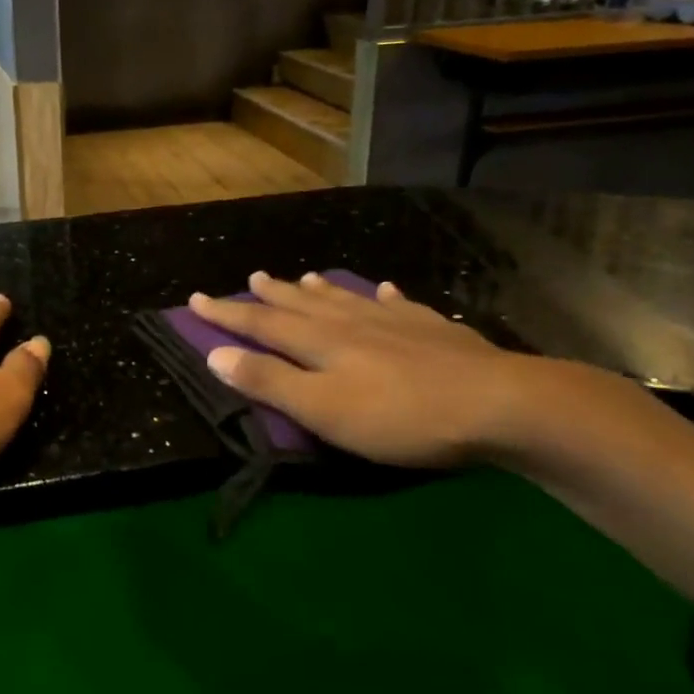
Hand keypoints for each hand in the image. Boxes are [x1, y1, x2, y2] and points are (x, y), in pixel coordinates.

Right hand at [188, 271, 522, 468]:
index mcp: (320, 342)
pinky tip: (386, 291)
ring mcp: (395, 321)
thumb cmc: (400, 415)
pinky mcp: (434, 329)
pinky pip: (400, 305)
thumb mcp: (324, 409)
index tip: (195, 299)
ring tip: (303, 277)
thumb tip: (215, 354)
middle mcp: (351, 322)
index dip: (226, 314)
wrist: (497, 403)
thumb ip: (270, 382)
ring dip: (320, 290)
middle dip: (271, 295)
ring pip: (347, 299)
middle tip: (251, 277)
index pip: (261, 324)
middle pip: (302, 304)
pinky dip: (385, 297)